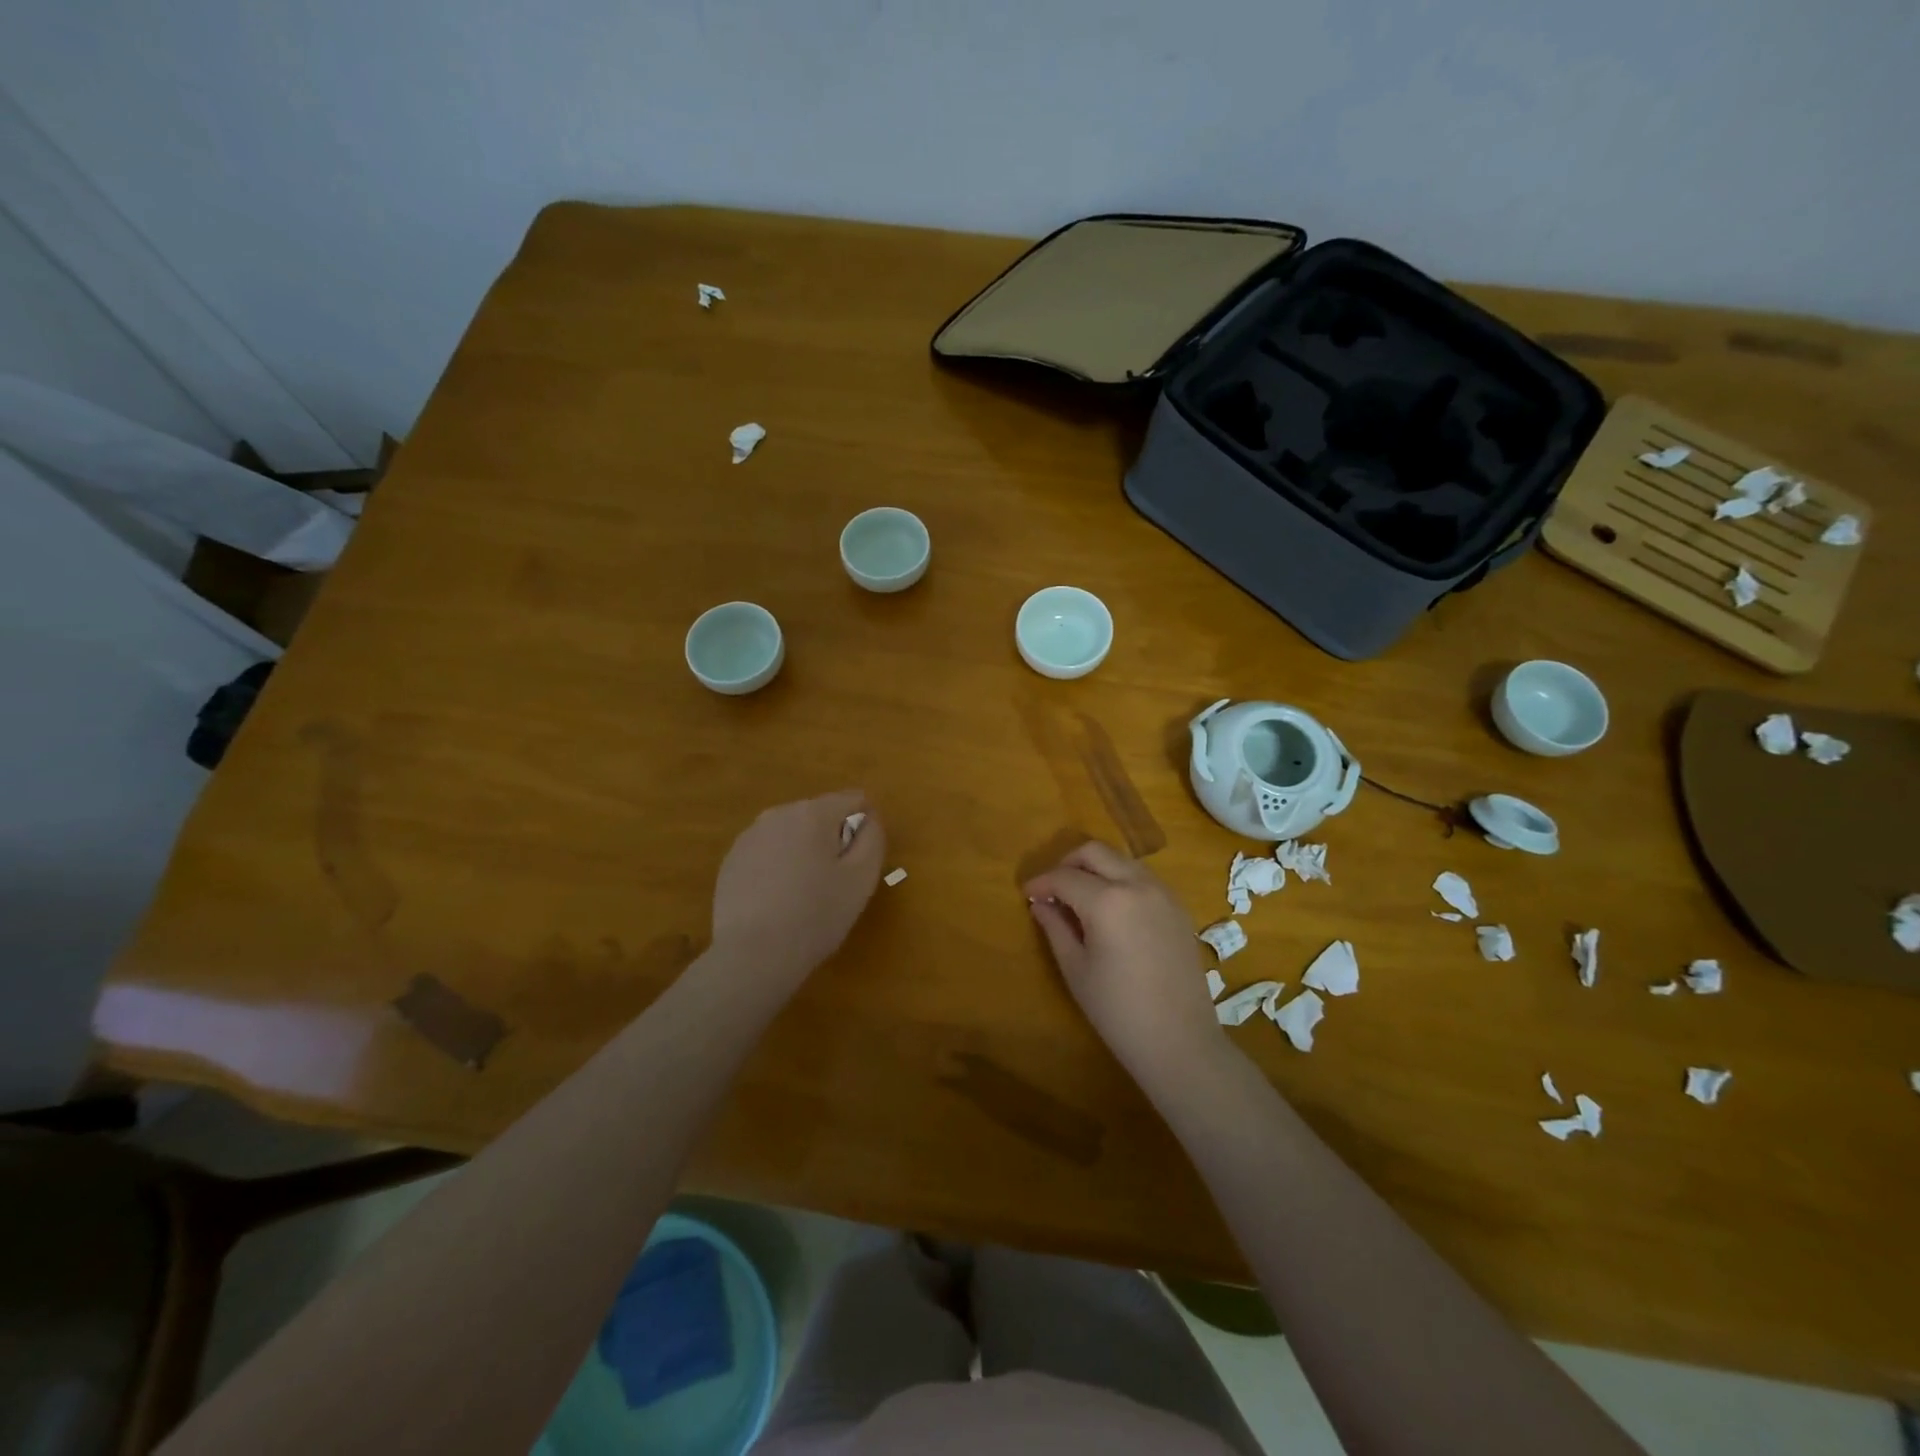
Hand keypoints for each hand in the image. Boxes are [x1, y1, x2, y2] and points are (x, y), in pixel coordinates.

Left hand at [710, 791, 886, 994]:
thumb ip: (872, 837)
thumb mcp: (862, 878)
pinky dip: (778, 868)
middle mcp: (778, 814)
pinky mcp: (730, 862)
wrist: (753, 955)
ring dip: (804, 853)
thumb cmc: (816, 915)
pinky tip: (777, 902)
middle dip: (832, 839)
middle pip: (819, 815)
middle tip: (834, 882)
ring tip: (804, 895)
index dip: (865, 826)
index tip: (860, 862)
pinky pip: (767, 854)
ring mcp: (749, 837)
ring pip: (791, 834)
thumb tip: (868, 817)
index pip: (853, 799)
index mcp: (813, 812)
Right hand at [1024, 841, 1226, 1082]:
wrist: (1180, 1041)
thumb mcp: (1076, 969)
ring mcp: (1163, 893)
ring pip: (1121, 860)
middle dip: (1068, 862)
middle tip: (1052, 888)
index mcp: (1108, 901)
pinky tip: (1111, 909)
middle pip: (1095, 852)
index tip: (1026, 894)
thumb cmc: (1118, 1010)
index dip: (1041, 882)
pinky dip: (1120, 880)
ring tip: (1080, 897)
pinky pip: (1142, 877)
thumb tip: (1040, 903)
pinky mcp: (1178, 906)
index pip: (1064, 877)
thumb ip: (1055, 927)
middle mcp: (1137, 884)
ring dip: (1096, 868)